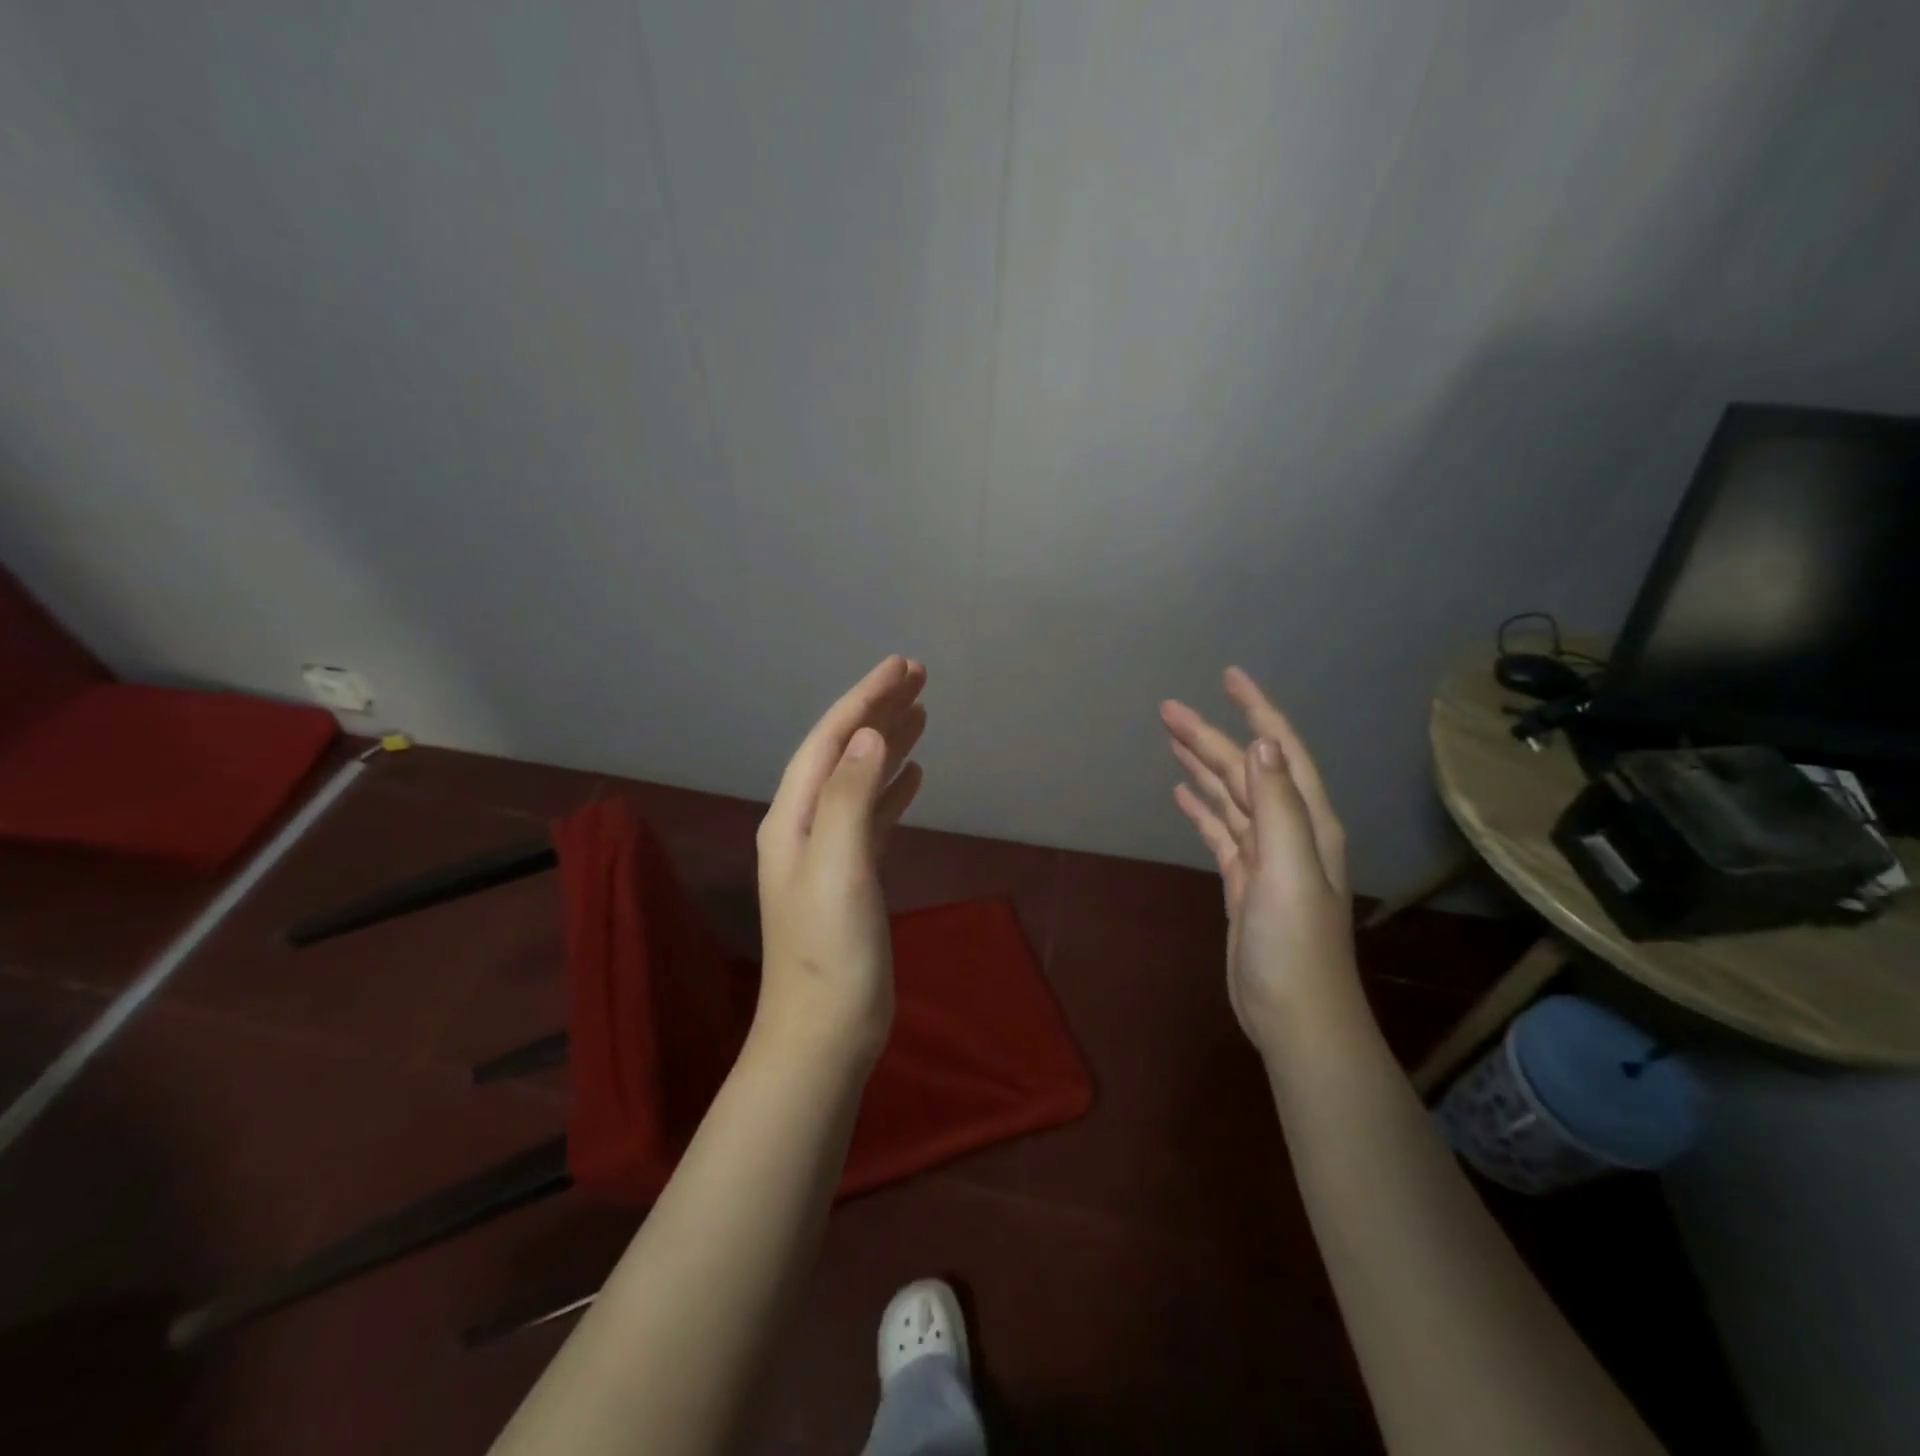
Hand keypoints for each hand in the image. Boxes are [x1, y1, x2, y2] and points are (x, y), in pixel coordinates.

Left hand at [755, 656, 927, 1064]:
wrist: (826, 1032)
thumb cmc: (830, 953)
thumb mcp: (838, 868)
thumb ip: (850, 797)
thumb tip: (871, 737)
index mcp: (793, 816)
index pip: (831, 740)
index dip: (865, 698)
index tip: (903, 665)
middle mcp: (805, 824)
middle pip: (845, 752)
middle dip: (879, 710)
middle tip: (918, 677)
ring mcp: (829, 851)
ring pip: (861, 780)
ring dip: (889, 744)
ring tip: (922, 714)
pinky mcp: (853, 875)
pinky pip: (874, 815)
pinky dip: (893, 788)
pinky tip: (914, 777)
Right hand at [1161, 668, 1357, 1057]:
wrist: (1294, 1015)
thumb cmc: (1294, 943)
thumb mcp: (1288, 869)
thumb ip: (1278, 805)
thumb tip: (1261, 743)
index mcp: (1306, 821)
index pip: (1280, 750)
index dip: (1257, 710)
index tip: (1228, 676)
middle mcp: (1289, 830)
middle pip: (1245, 770)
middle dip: (1209, 736)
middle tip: (1168, 710)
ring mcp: (1264, 856)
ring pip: (1229, 797)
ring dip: (1203, 766)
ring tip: (1172, 739)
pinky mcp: (1242, 880)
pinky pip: (1219, 830)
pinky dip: (1201, 807)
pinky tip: (1182, 792)